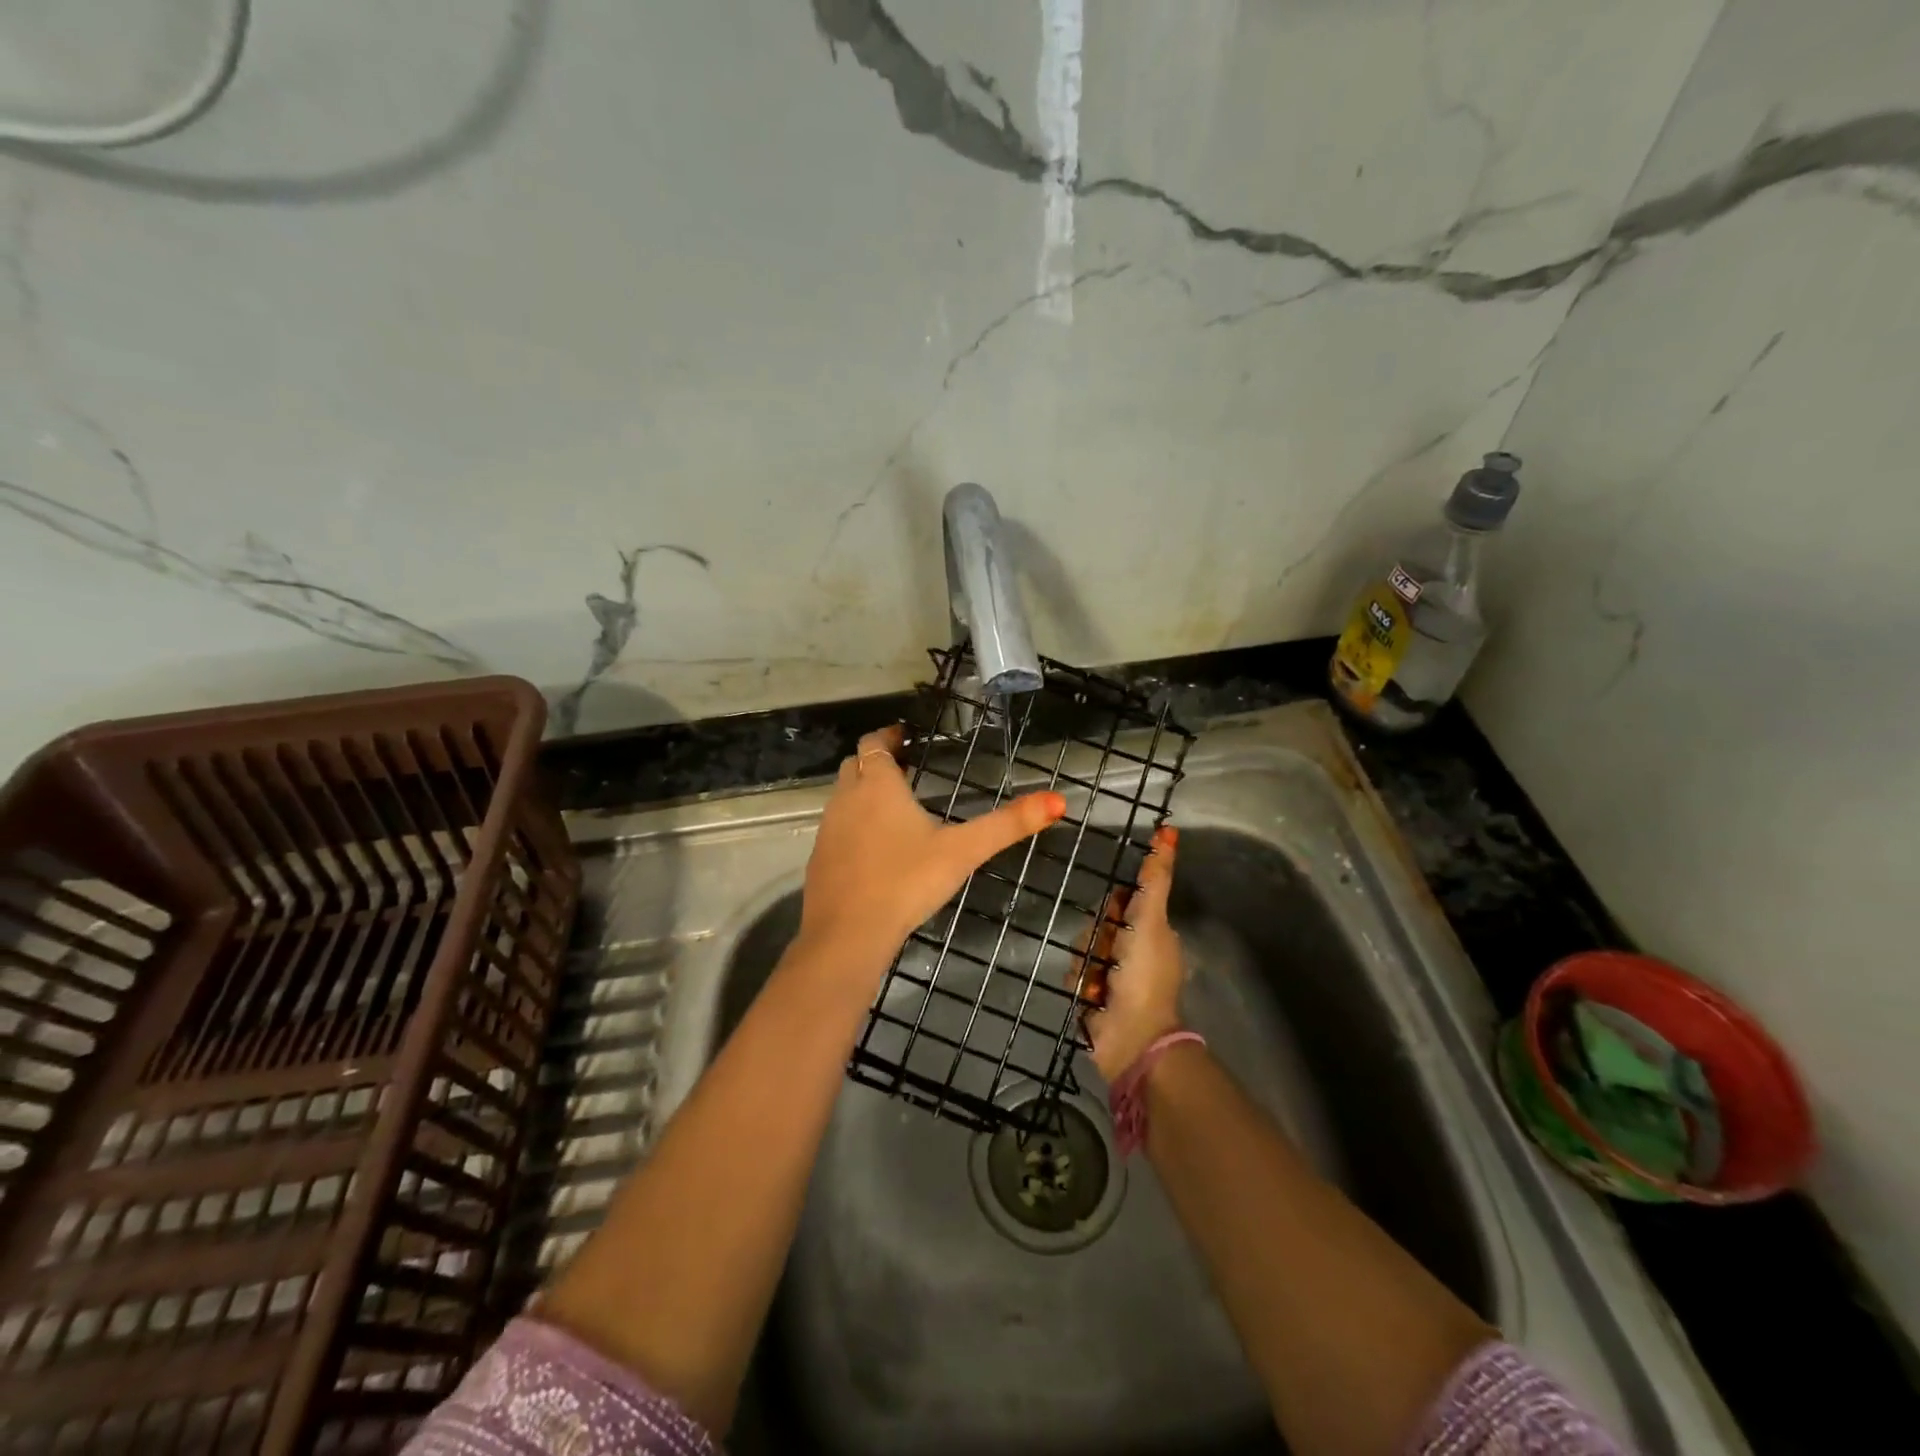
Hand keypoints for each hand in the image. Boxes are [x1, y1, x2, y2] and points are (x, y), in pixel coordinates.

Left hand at [798, 725, 1067, 983]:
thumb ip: (1008, 825)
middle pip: (856, 765)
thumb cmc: (907, 880)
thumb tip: (1058, 801)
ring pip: (843, 796)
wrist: (847, 933)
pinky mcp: (819, 859)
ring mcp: (828, 829)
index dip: (888, 736)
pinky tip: (874, 849)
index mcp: (879, 786)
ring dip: (863, 792)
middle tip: (906, 769)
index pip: (875, 743)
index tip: (906, 737)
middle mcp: (847, 798)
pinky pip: (836, 827)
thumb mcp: (964, 851)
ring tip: (894, 806)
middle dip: (878, 762)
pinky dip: (853, 824)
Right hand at [1079, 825, 1186, 1081]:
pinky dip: (1081, 981)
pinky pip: (1075, 972)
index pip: (1123, 899)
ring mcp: (1113, 973)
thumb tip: (1169, 832)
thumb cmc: (1143, 974)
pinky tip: (1090, 994)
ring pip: (1084, 946)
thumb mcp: (1150, 919)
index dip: (1115, 904)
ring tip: (1099, 979)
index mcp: (1152, 931)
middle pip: (1098, 922)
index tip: (1113, 914)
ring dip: (1087, 961)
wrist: (1130, 1036)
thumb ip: (1154, 878)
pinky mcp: (1093, 993)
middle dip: (1097, 936)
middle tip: (1108, 952)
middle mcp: (1133, 948)